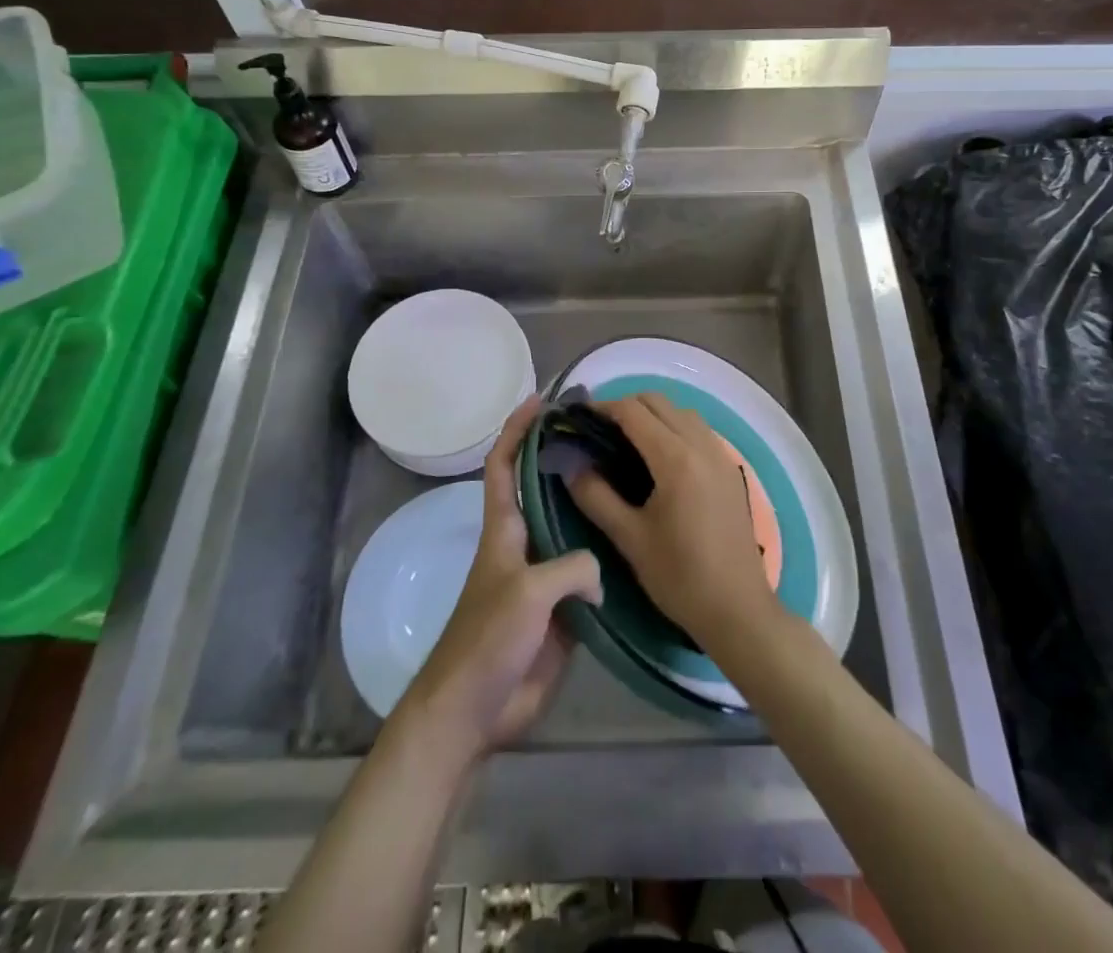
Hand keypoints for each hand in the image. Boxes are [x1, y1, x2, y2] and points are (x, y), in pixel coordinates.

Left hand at [397, 397, 600, 761]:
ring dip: (592, 506)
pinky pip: (589, 574)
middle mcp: (525, 544)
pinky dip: (608, 558)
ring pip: (572, 529)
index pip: (503, 466)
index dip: (516, 430)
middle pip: (543, 490)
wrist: (475, 711)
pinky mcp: (563, 610)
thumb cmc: (488, 640)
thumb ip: (572, 568)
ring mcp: (544, 578)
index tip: (540, 400)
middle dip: (565, 459)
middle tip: (604, 435)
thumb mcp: (529, 593)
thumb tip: (600, 572)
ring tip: (629, 480)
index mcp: (504, 530)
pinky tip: (636, 545)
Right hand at [566, 393, 780, 651]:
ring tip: (626, 442)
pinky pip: (698, 430)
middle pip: (659, 401)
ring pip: (681, 412)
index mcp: (675, 458)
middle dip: (625, 406)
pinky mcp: (730, 468)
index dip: (601, 408)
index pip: (633, 411)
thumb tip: (570, 464)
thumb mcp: (629, 539)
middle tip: (599, 432)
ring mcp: (720, 454)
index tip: (577, 418)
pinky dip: (674, 427)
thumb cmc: (679, 576)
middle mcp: (701, 444)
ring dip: (653, 415)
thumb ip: (595, 496)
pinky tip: (659, 458)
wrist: (737, 609)